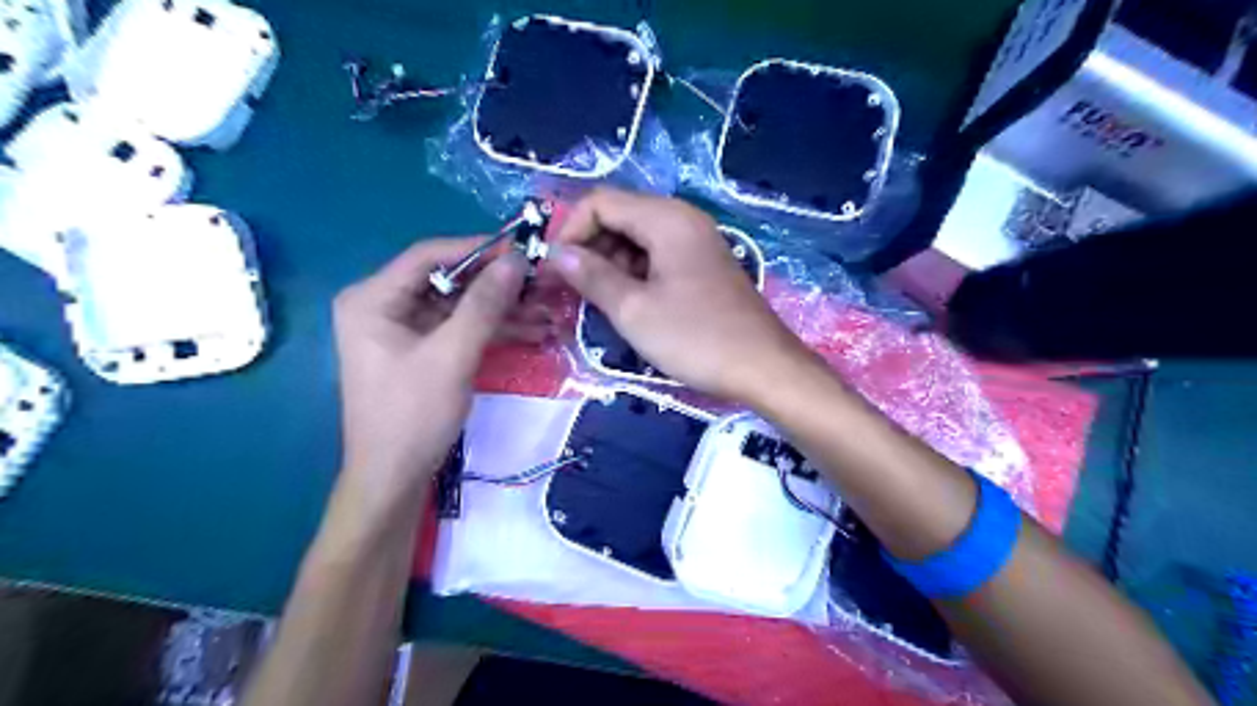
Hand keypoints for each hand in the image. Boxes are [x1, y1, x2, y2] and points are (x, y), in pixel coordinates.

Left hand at [333, 239, 525, 491]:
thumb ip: (484, 305)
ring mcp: (404, 329)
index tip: (523, 251)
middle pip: (449, 280)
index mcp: (373, 298)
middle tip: (543, 281)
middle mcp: (385, 306)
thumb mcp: (452, 356)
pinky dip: (494, 329)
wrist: (394, 478)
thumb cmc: (413, 414)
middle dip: (498, 284)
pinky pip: (461, 328)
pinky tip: (533, 330)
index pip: (430, 256)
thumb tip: (516, 261)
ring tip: (549, 308)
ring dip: (503, 308)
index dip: (479, 250)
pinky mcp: (423, 350)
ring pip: (461, 305)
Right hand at [550, 191, 810, 404]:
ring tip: (595, 302)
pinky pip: (656, 258)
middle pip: (618, 217)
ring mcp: (695, 243)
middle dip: (588, 248)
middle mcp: (682, 220)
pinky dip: (633, 275)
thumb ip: (591, 276)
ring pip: (636, 239)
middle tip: (567, 290)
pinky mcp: (702, 266)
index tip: (554, 271)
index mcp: (666, 218)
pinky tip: (626, 305)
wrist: (763, 368)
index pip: (600, 202)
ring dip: (608, 264)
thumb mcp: (633, 310)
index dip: (570, 231)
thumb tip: (557, 254)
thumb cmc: (696, 337)